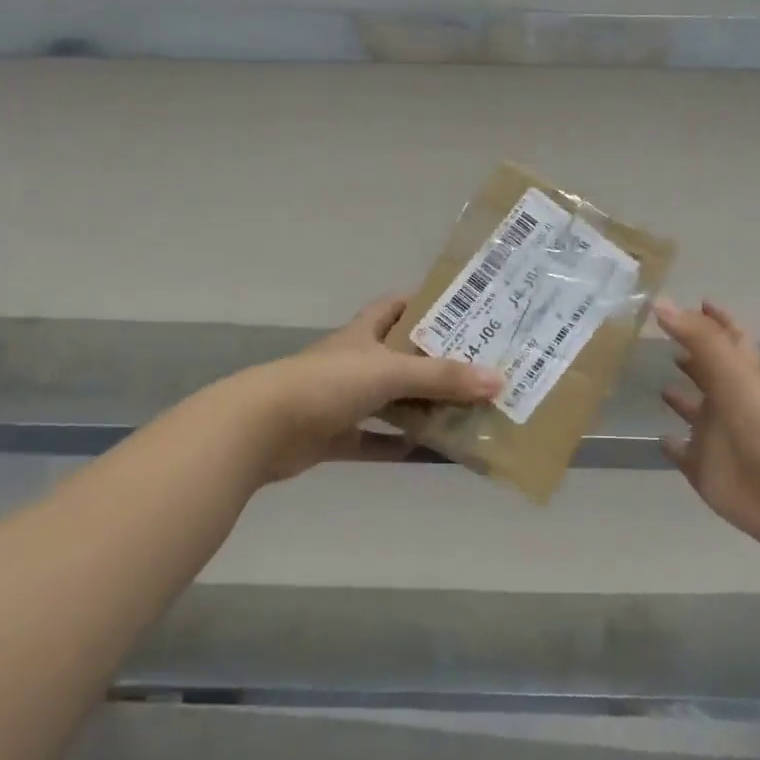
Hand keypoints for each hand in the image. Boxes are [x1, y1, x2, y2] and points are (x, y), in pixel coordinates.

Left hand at [245, 295, 501, 481]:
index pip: (394, 306)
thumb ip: (442, 377)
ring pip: (391, 403)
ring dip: (422, 409)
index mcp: (363, 335)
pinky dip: (401, 448)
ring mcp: (341, 402)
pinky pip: (376, 442)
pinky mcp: (334, 437)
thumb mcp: (390, 372)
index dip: (422, 303)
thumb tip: (498, 380)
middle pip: (400, 357)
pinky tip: (435, 456)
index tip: (460, 309)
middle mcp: (353, 363)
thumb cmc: (327, 384)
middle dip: (435, 363)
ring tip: (467, 412)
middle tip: (479, 369)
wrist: (262, 428)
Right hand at [656, 299, 759, 548]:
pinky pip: (684, 454)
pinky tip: (659, 438)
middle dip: (693, 357)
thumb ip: (699, 338)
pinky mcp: (705, 469)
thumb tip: (660, 302)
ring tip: (659, 386)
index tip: (699, 303)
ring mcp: (717, 438)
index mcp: (741, 377)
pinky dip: (672, 446)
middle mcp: (729, 403)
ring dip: (682, 400)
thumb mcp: (733, 374)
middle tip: (665, 340)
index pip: (729, 340)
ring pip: (696, 414)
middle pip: (710, 375)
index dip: (716, 321)